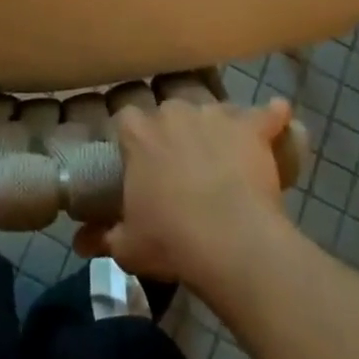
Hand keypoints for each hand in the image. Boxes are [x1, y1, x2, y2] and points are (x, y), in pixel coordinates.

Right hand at [74, 97, 293, 292]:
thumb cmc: (172, 241)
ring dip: (215, 128)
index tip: (138, 161)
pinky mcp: (250, 127)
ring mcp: (214, 114)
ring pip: (212, 111)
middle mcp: (173, 111)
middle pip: (169, 111)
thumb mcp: (128, 246)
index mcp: (139, 132)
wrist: (231, 243)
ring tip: (223, 155)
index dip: (133, 139)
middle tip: (181, 166)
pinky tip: (280, 114)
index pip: (126, 120)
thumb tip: (78, 242)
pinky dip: (274, 116)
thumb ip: (102, 237)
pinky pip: (268, 114)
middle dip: (173, 133)